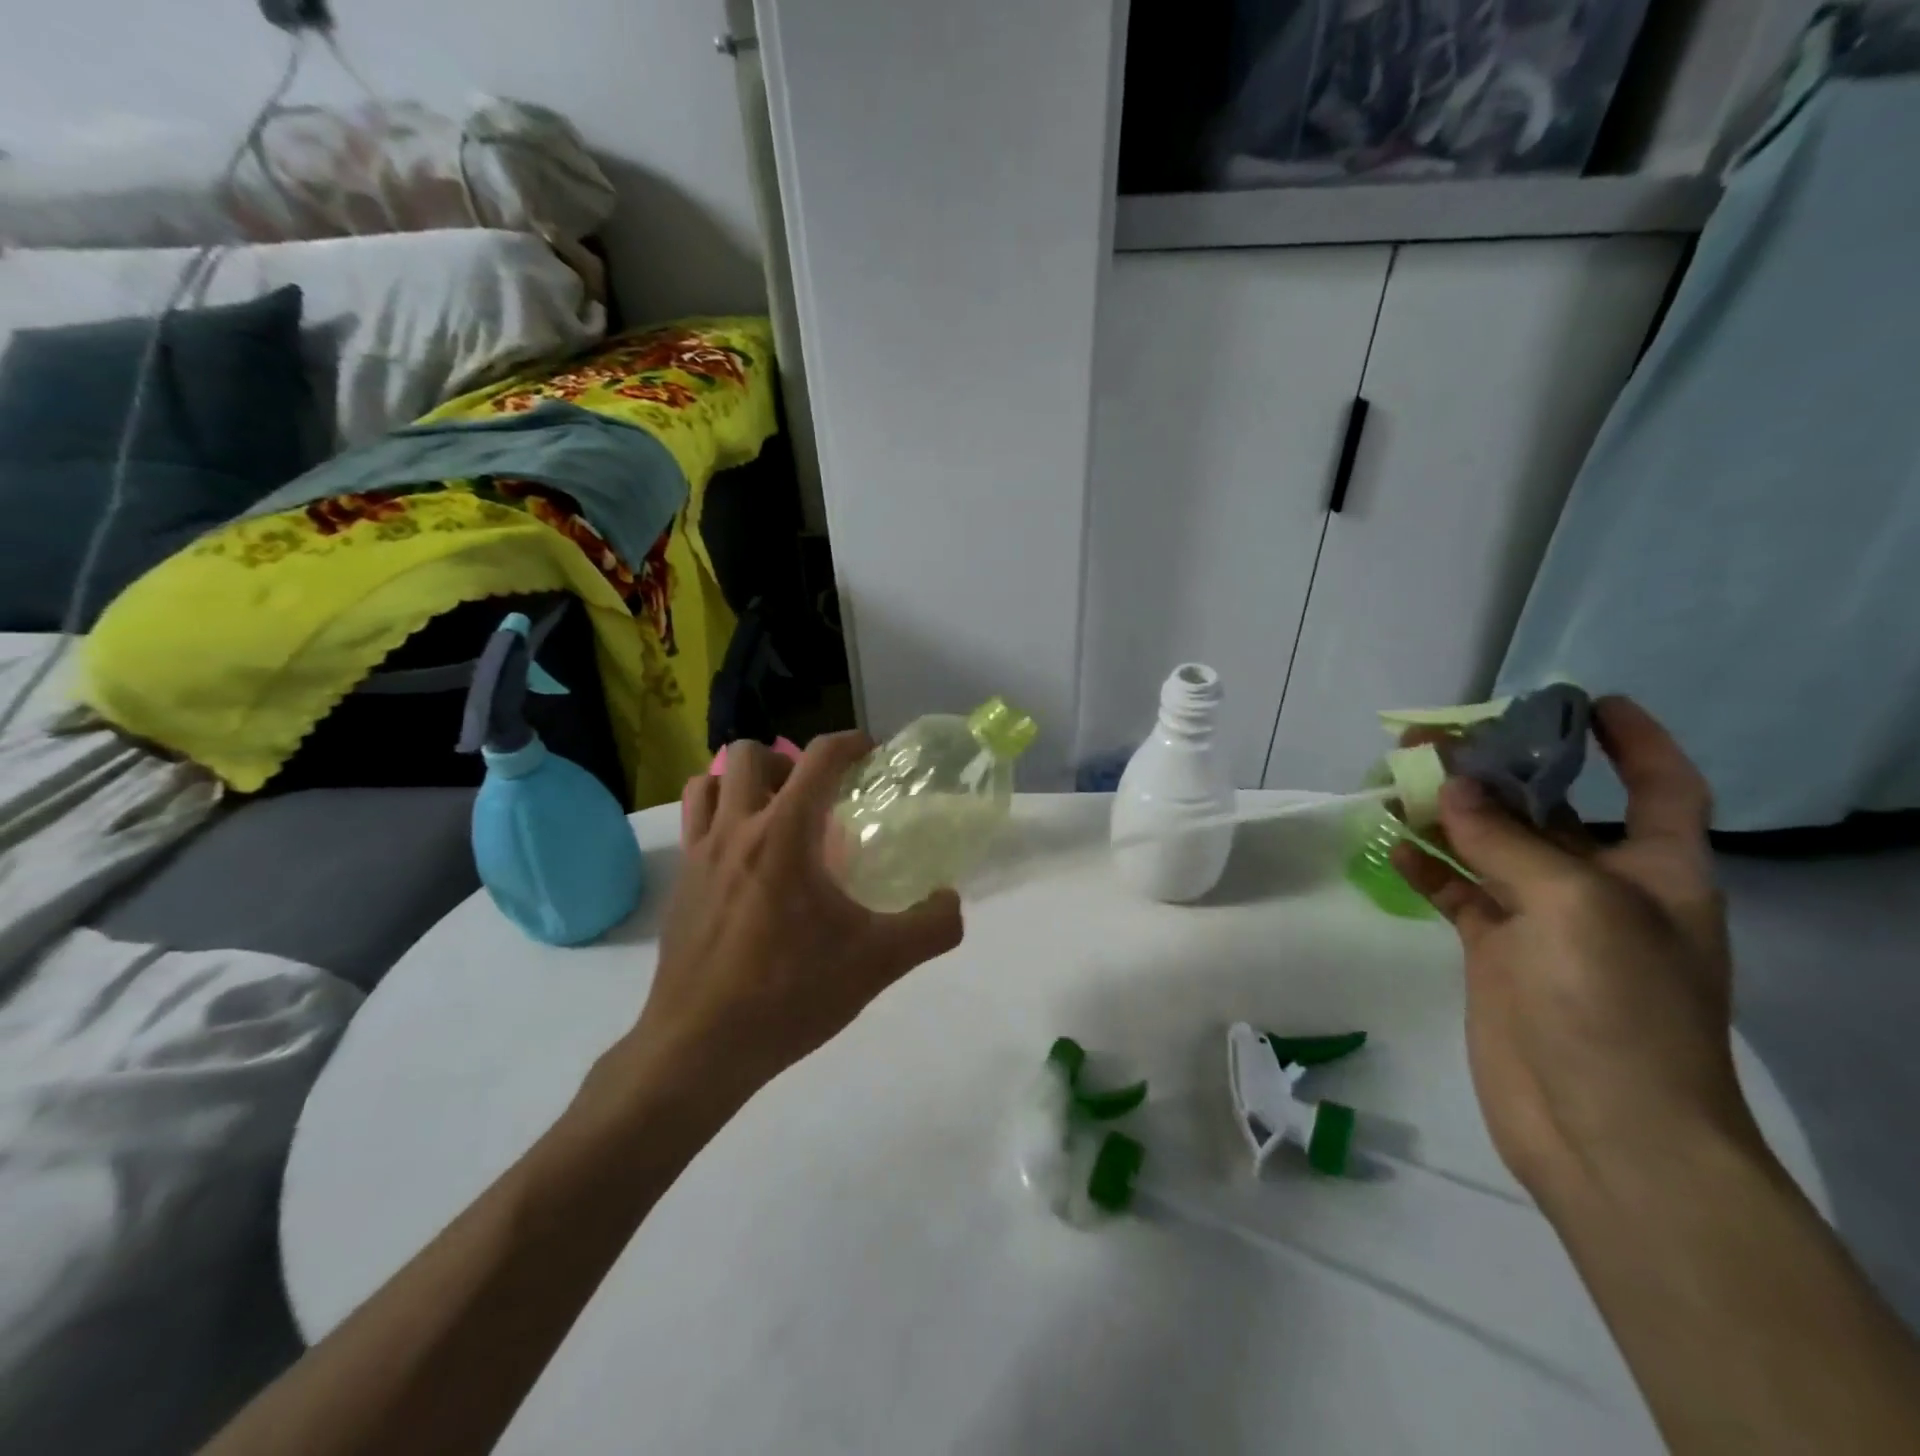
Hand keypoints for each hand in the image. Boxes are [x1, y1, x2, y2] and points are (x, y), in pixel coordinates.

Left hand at [620, 734, 963, 1098]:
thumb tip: (953, 901)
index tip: (871, 755)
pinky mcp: (679, 884)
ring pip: (712, 782)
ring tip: (774, 816)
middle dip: (788, 759)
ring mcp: (699, 855)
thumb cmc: (789, 994)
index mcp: (785, 834)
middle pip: (751, 753)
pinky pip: (693, 823)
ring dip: (745, 783)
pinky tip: (743, 859)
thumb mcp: (877, 963)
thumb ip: (930, 927)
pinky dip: (718, 817)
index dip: (851, 743)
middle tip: (816, 796)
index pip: (819, 757)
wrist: (700, 1048)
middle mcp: (736, 829)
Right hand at [1393, 697, 1763, 1203]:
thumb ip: (1506, 840)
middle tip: (1442, 737)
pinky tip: (1390, 843)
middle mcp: (1601, 888)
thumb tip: (1448, 788)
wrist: (1603, 1128)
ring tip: (1398, 779)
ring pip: (1490, 847)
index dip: (1633, 742)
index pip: (1659, 788)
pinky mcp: (1494, 952)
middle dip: (1504, 770)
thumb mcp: (1575, 905)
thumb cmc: (1617, 1007)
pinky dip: (1425, 866)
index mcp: (1657, 871)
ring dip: (1448, 814)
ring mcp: (1542, 921)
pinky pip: (1456, 891)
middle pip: (1552, 809)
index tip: (1585, 701)